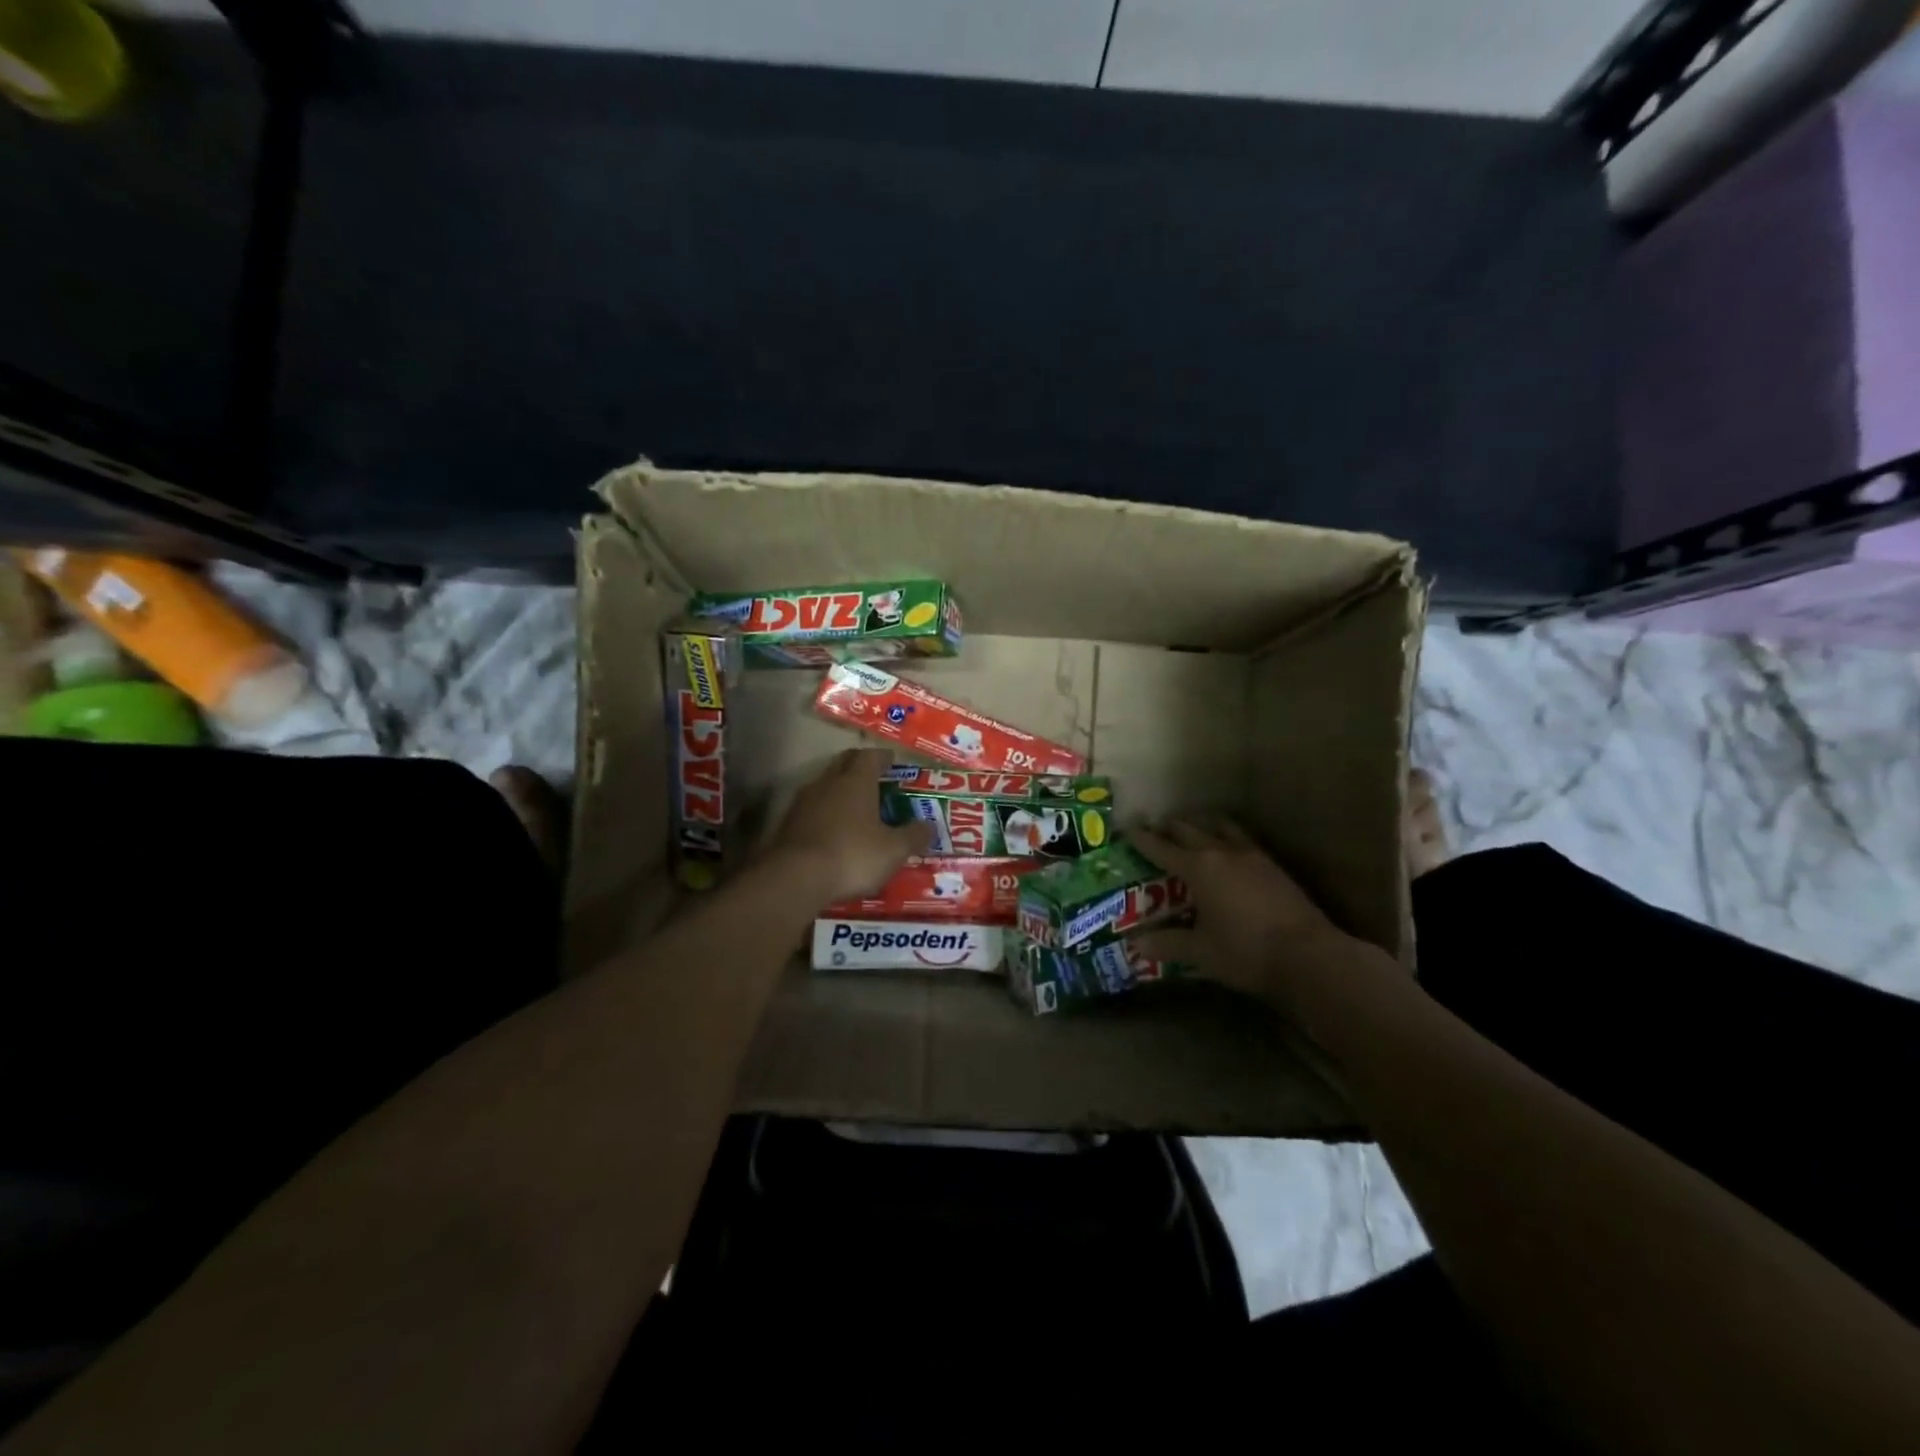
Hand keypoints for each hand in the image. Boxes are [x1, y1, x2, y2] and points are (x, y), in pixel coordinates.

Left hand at [767, 748, 933, 905]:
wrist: (796, 877)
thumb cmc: (853, 855)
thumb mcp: (894, 850)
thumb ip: (913, 836)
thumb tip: (929, 826)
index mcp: (856, 781)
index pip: (870, 756)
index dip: (883, 757)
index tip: (893, 761)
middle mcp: (828, 783)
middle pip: (844, 763)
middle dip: (859, 767)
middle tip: (875, 778)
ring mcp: (803, 802)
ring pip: (824, 786)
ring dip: (839, 791)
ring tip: (854, 807)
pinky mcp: (787, 824)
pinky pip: (811, 809)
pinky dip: (824, 814)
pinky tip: (832, 831)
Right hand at [1131, 820, 1360, 1006]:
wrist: (1309, 955)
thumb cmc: (1245, 952)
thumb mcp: (1200, 952)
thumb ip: (1166, 944)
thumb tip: (1134, 944)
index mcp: (1198, 868)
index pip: (1161, 848)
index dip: (1142, 839)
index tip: (1127, 828)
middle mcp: (1221, 853)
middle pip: (1189, 830)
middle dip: (1169, 828)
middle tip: (1155, 829)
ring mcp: (1252, 856)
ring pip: (1220, 827)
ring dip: (1202, 824)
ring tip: (1193, 827)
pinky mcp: (1273, 865)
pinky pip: (1242, 838)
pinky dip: (1227, 835)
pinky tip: (1229, 847)